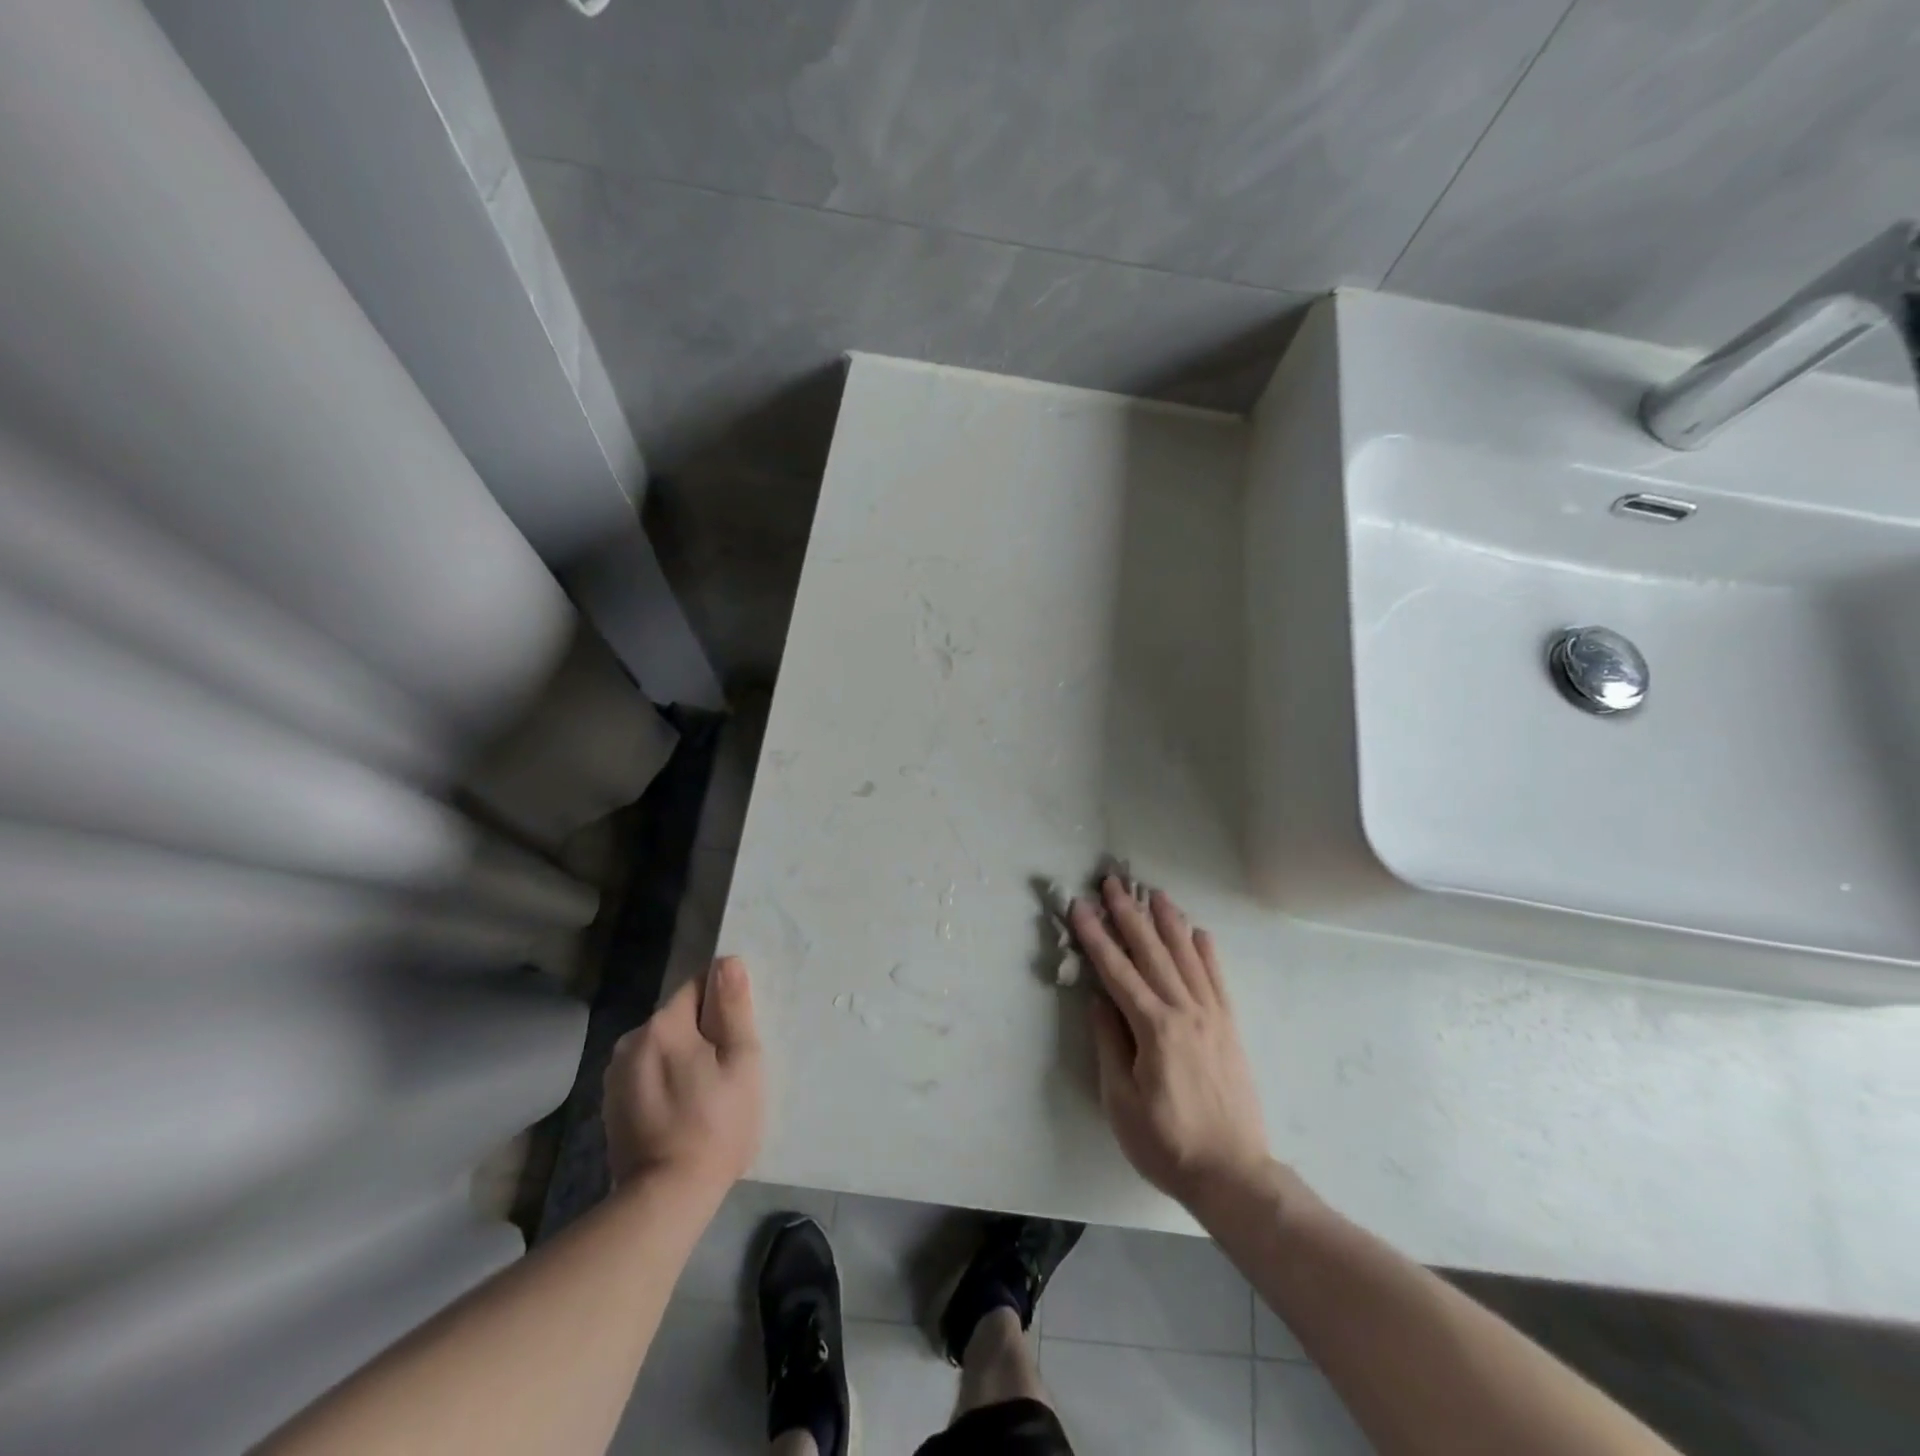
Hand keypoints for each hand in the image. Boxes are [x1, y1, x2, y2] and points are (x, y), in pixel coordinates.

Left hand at [603, 955, 763, 1194]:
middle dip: (704, 1035)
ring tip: (706, 1097)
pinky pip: (648, 1076)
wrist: (665, 1199)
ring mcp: (615, 1077)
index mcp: (662, 1024)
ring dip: (684, 1059)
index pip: (698, 987)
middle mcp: (630, 1041)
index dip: (724, 1007)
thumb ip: (733, 1007)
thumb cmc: (716, 1124)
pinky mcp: (611, 1107)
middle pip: (679, 1018)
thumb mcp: (741, 1060)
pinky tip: (681, 1114)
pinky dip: (666, 1084)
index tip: (738, 1038)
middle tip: (728, 1072)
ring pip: (663, 1048)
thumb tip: (726, 961)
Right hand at [1070, 879, 1269, 1208]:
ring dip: (1167, 922)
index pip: (1117, 971)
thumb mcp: (1121, 1101)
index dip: (1096, 936)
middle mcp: (1185, 1011)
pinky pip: (1217, 979)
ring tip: (1154, 893)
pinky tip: (1198, 932)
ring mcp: (1212, 1016)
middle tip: (1113, 882)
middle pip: (1152, 952)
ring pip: (1186, 956)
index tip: (1079, 906)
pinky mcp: (1230, 1027)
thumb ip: (1110, 1043)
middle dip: (1129, 914)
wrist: (1233, 1174)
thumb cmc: (1167, 1143)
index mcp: (1154, 1028)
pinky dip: (1207, 951)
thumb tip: (1099, 999)